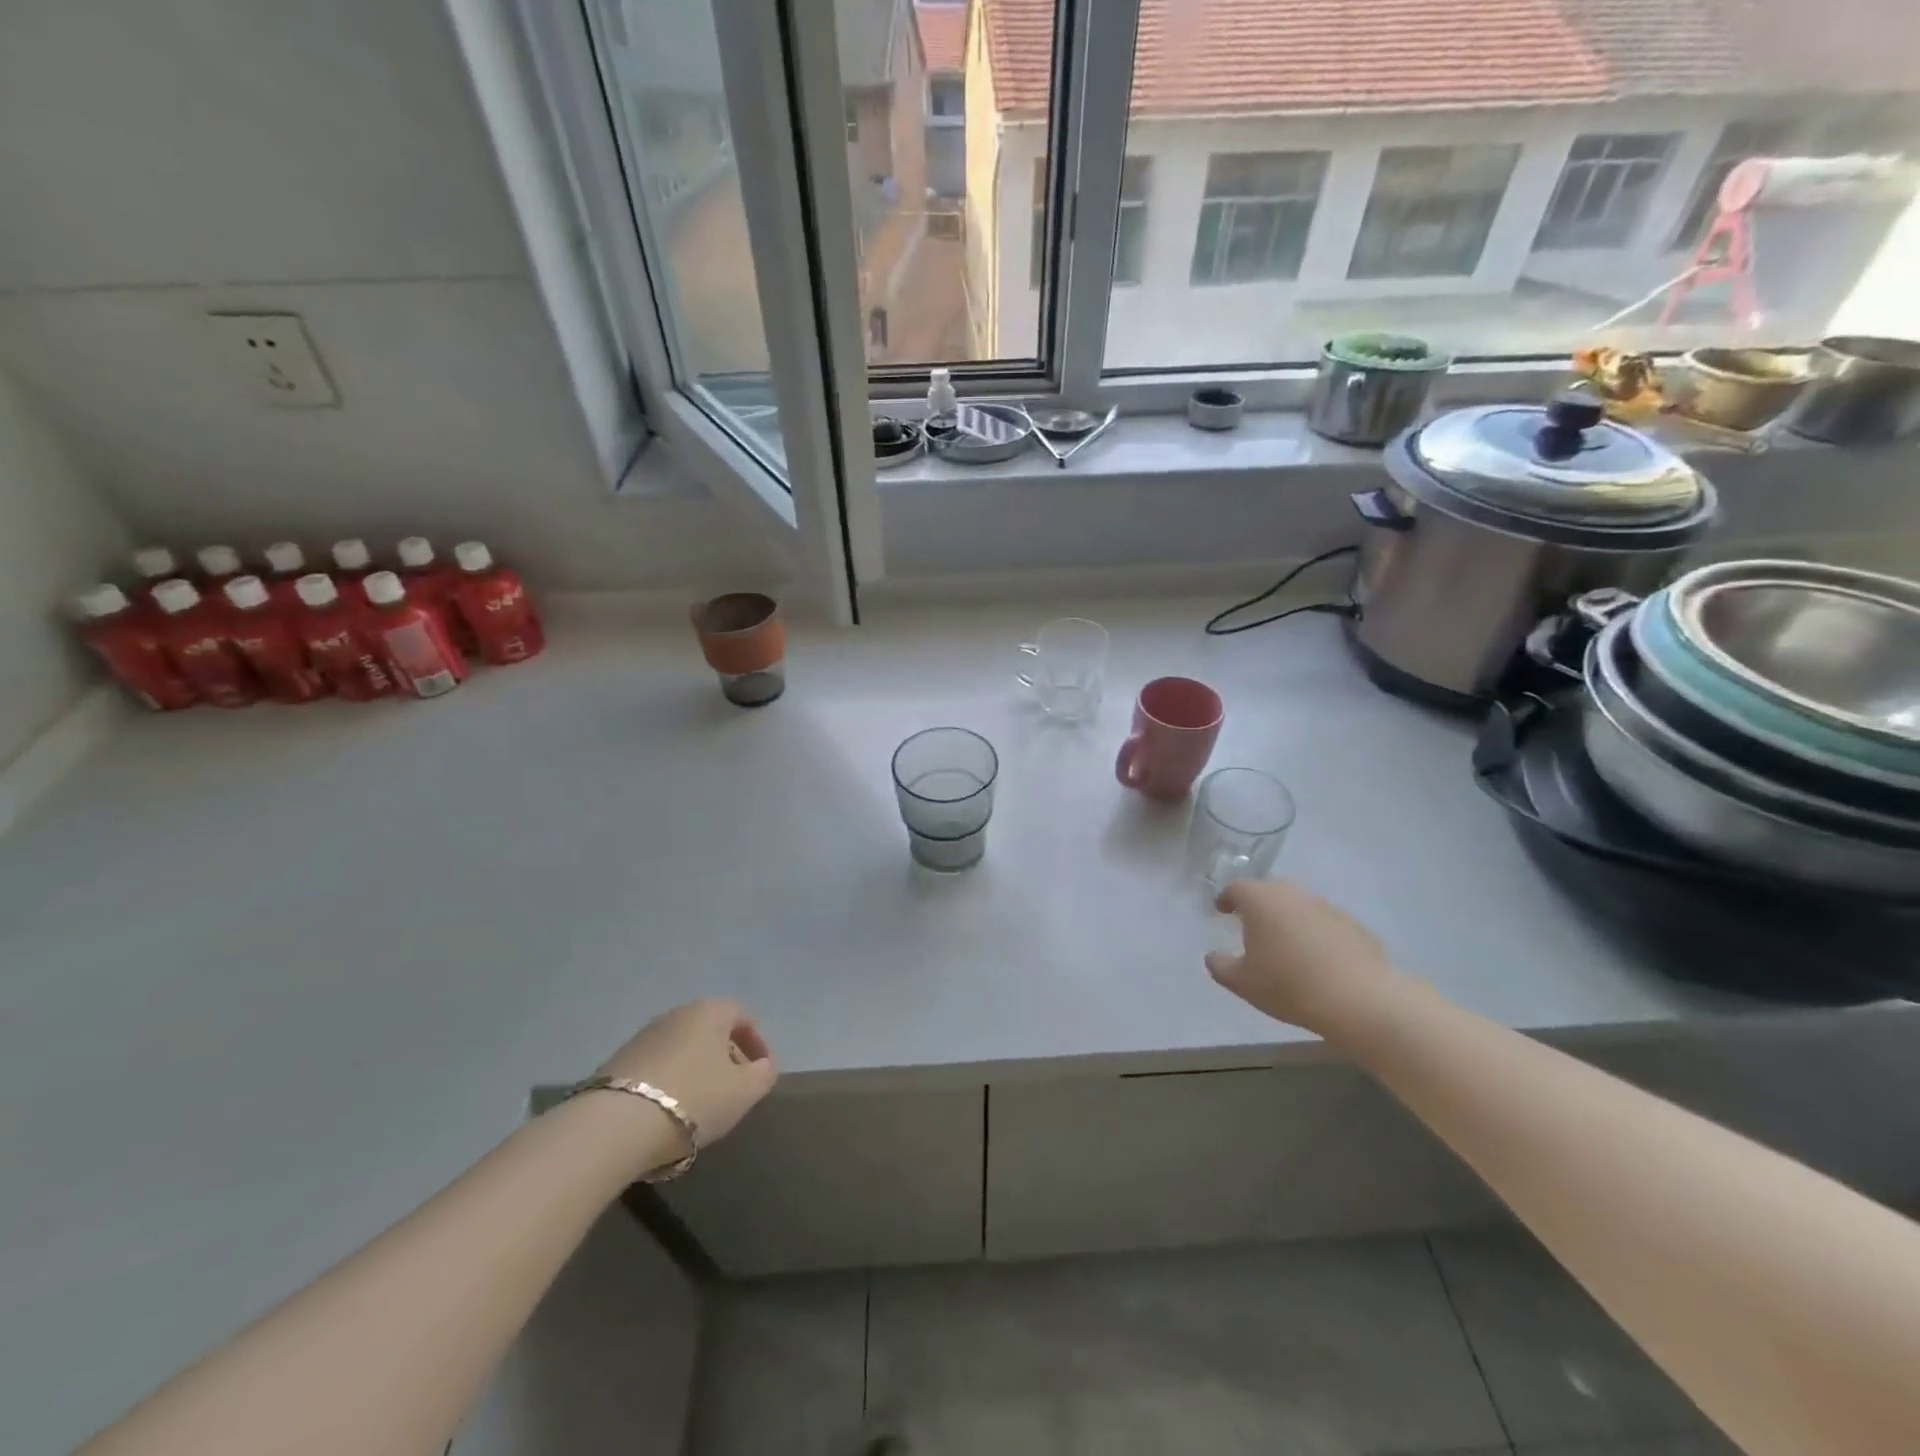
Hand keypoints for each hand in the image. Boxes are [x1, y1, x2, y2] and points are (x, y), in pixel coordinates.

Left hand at [598, 998, 777, 1146]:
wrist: (615, 1125)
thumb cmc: (694, 1099)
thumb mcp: (744, 1091)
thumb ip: (763, 1074)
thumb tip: (763, 1066)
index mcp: (709, 1011)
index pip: (742, 1016)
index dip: (758, 1044)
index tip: (762, 1073)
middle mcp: (675, 1014)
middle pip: (710, 1031)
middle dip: (726, 1057)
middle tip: (734, 1089)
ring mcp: (642, 1037)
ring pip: (682, 1050)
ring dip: (696, 1072)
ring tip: (701, 1106)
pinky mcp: (616, 1064)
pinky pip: (656, 1068)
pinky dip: (669, 1083)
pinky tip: (669, 1113)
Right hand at [1205, 880, 1396, 1031]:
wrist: (1359, 999)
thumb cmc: (1289, 985)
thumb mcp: (1243, 982)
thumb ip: (1220, 966)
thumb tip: (1213, 956)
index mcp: (1260, 900)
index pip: (1236, 888)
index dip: (1226, 898)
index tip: (1222, 910)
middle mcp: (1292, 894)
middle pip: (1269, 890)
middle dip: (1258, 903)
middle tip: (1252, 925)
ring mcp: (1325, 906)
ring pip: (1298, 904)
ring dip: (1288, 917)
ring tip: (1285, 943)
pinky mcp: (1352, 923)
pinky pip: (1323, 921)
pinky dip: (1314, 932)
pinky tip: (1316, 957)